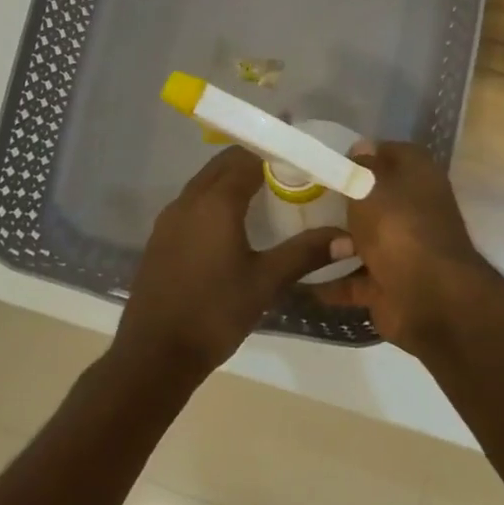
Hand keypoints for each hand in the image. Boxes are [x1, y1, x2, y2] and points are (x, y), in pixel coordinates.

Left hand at [115, 147, 347, 383]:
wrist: (155, 353)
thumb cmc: (215, 313)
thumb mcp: (265, 282)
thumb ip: (306, 253)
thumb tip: (348, 238)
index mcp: (215, 203)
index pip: (248, 158)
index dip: (277, 152)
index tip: (304, 155)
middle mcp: (188, 201)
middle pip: (223, 164)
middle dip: (255, 159)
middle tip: (290, 170)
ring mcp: (169, 219)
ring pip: (205, 183)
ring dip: (233, 178)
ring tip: (268, 192)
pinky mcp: (161, 238)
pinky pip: (193, 203)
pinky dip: (216, 199)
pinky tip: (234, 223)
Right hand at [312, 141, 490, 352]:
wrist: (428, 299)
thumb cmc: (397, 228)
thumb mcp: (370, 185)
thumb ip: (361, 166)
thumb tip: (362, 147)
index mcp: (418, 178)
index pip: (393, 153)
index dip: (364, 154)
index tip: (330, 159)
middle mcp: (414, 212)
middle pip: (377, 200)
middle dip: (345, 200)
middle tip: (303, 195)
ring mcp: (403, 251)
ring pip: (365, 241)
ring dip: (335, 242)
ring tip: (294, 234)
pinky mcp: (390, 286)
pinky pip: (355, 281)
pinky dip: (332, 282)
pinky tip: (300, 279)